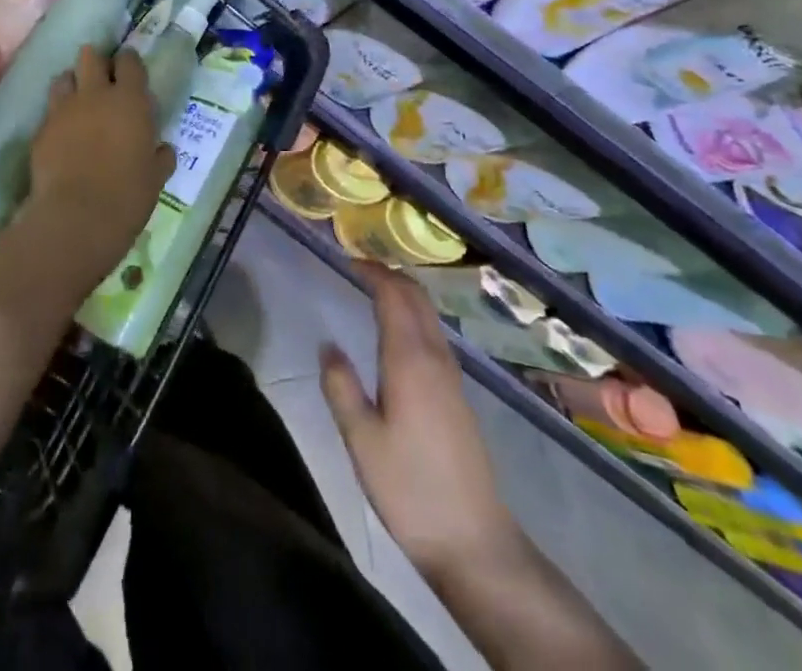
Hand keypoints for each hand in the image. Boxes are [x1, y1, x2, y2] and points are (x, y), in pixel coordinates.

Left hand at [16, 46, 175, 298]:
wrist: (76, 218)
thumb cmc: (127, 196)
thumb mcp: (156, 177)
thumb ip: (160, 156)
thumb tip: (162, 149)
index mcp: (130, 100)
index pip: (129, 61)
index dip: (129, 62)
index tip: (130, 72)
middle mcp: (95, 95)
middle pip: (90, 56)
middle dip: (96, 62)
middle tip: (102, 80)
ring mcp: (63, 110)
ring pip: (64, 77)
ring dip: (72, 84)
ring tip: (78, 102)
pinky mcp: (41, 130)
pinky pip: (50, 111)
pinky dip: (57, 116)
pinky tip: (63, 134)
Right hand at [321, 266, 530, 585]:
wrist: (473, 540)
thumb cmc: (409, 488)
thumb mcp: (361, 440)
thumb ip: (341, 387)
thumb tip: (327, 345)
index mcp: (410, 359)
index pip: (394, 295)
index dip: (373, 272)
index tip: (348, 261)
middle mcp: (435, 357)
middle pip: (417, 297)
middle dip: (390, 275)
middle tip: (359, 270)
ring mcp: (452, 376)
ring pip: (429, 315)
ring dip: (404, 295)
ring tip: (374, 294)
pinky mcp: (458, 395)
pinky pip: (434, 335)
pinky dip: (414, 317)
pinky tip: (398, 336)